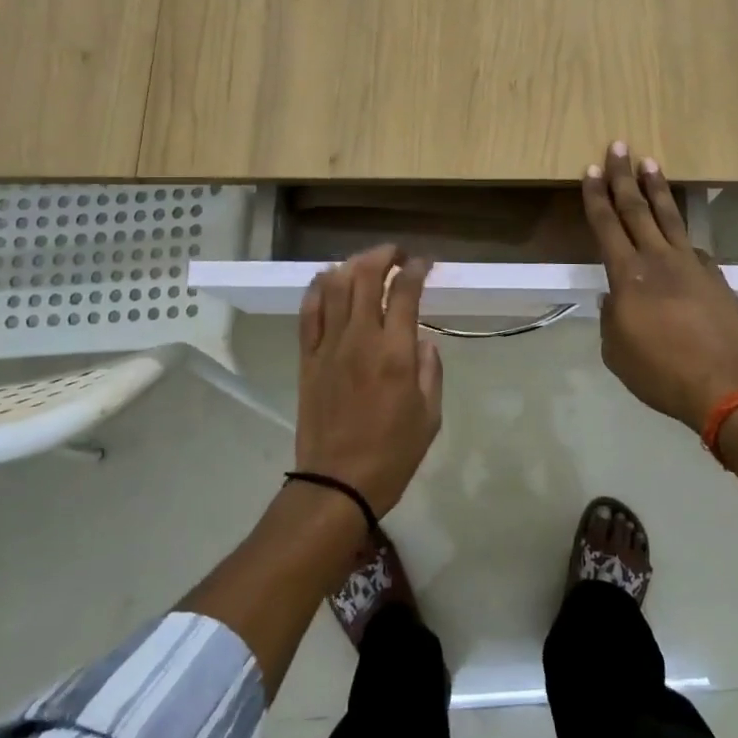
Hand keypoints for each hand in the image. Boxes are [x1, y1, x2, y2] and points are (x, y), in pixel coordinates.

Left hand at [295, 245, 443, 517]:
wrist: (337, 482)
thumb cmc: (392, 453)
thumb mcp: (430, 416)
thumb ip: (430, 370)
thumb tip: (422, 340)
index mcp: (395, 353)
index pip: (404, 292)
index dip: (416, 269)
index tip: (424, 264)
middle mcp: (360, 339)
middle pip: (365, 277)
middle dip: (383, 255)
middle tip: (396, 255)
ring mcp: (328, 346)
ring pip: (334, 286)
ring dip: (352, 265)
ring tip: (365, 263)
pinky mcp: (307, 358)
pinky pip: (309, 312)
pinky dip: (318, 288)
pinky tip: (328, 280)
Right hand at [583, 142, 737, 431]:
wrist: (724, 384)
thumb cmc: (659, 371)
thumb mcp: (615, 351)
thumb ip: (610, 318)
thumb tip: (614, 298)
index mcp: (627, 275)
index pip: (606, 224)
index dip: (596, 196)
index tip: (592, 169)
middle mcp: (658, 259)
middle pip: (637, 208)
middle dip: (624, 176)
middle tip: (619, 146)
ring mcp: (691, 264)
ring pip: (670, 217)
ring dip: (657, 189)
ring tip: (651, 163)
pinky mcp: (715, 276)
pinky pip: (693, 247)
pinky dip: (681, 236)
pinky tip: (680, 236)